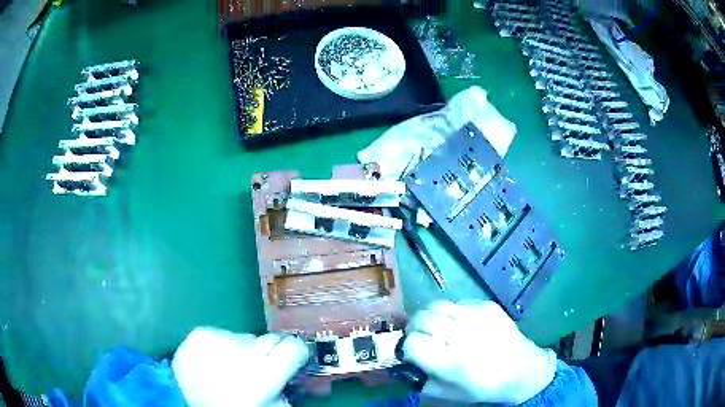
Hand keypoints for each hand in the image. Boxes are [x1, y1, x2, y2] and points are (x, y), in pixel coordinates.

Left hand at [172, 327, 308, 406]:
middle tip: (258, 368)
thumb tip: (295, 375)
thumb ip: (286, 393)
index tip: (292, 360)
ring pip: (246, 337)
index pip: (293, 347)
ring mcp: (218, 340)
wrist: (185, 402)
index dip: (296, 353)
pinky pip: (223, 334)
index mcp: (263, 375)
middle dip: (270, 353)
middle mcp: (242, 352)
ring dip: (244, 350)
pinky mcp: (199, 333)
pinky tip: (213, 361)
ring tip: (229, 368)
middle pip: (271, 339)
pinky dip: (222, 345)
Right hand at [402, 300, 556, 404]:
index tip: (411, 351)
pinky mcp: (488, 306)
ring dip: (430, 315)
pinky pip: (457, 302)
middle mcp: (465, 337)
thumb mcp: (446, 393)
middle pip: (423, 318)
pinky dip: (451, 312)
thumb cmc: (483, 387)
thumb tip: (404, 361)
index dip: (407, 346)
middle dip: (414, 326)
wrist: (523, 370)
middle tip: (419, 335)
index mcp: (453, 363)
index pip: (414, 343)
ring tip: (436, 326)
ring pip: (438, 304)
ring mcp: (478, 317)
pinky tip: (460, 323)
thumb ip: (420, 378)